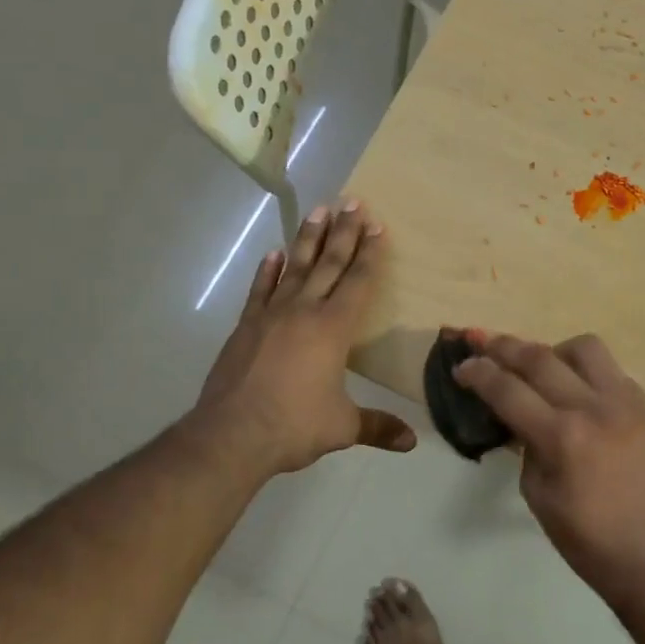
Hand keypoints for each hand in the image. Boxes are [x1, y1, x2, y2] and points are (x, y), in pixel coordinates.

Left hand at [191, 202, 416, 475]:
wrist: (232, 434)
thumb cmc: (294, 426)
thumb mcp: (342, 427)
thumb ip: (378, 427)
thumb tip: (412, 442)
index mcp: (333, 329)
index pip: (357, 282)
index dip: (369, 254)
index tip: (376, 225)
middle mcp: (304, 312)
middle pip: (328, 264)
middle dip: (344, 232)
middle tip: (352, 201)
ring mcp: (271, 315)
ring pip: (295, 267)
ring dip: (308, 238)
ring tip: (319, 210)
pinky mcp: (246, 326)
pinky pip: (261, 290)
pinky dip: (269, 270)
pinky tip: (274, 253)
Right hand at [454, 332, 644, 603]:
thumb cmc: (588, 540)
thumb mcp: (538, 495)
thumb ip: (526, 445)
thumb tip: (521, 415)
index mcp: (562, 437)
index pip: (508, 390)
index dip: (479, 373)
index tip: (462, 366)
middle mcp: (596, 409)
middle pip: (540, 357)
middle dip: (505, 347)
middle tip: (486, 345)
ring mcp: (630, 404)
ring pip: (586, 349)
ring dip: (556, 352)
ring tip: (546, 370)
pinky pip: (615, 375)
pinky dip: (591, 378)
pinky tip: (584, 400)